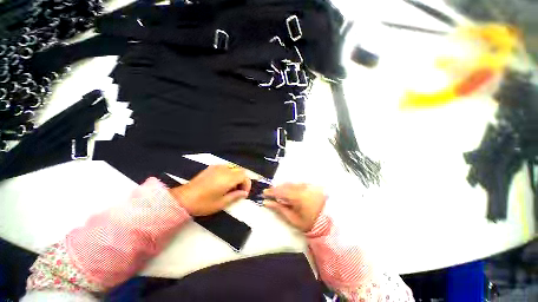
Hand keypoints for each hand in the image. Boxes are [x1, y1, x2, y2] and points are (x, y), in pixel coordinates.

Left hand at [169, 165, 251, 215]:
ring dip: (236, 176)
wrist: (183, 199)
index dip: (246, 184)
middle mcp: (224, 170)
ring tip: (230, 187)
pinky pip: (225, 167)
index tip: (243, 193)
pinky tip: (222, 182)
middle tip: (238, 191)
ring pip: (233, 168)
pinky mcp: (211, 168)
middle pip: (240, 170)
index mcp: (228, 178)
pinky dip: (229, 173)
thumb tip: (244, 193)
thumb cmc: (203, 203)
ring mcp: (217, 167)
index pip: (244, 176)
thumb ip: (235, 196)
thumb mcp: (221, 203)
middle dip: (242, 180)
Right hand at [263, 183, 326, 231]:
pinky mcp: (310, 186)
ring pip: (291, 184)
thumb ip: (279, 209)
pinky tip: (288, 191)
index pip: (281, 192)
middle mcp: (302, 188)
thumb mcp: (292, 218)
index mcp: (297, 197)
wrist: (326, 222)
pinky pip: (297, 184)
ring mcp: (307, 186)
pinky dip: (291, 186)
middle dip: (276, 188)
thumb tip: (267, 203)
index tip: (264, 193)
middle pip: (285, 185)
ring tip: (277, 192)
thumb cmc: (308, 222)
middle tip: (269, 192)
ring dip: (283, 187)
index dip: (271, 192)